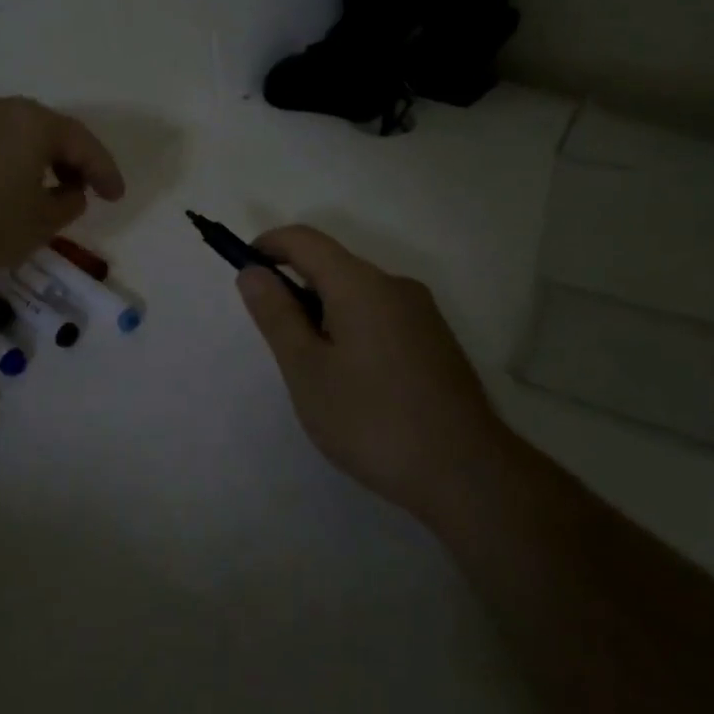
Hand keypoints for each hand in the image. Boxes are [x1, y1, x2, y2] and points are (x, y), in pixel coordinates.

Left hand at [0, 95, 124, 277]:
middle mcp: (0, 107)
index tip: (116, 197)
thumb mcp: (36, 225)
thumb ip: (66, 206)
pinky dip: (0, 164)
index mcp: (34, 122)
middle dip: (68, 162)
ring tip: (36, 193)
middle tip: (78, 191)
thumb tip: (71, 191)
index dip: (105, 172)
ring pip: (12, 136)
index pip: (83, 143)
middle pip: (47, 132)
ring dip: (32, 162)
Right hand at [237, 226, 500, 521]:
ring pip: (357, 294)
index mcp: (361, 284)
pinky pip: (381, 316)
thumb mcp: (307, 370)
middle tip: (282, 347)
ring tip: (318, 374)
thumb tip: (253, 271)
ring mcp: (422, 313)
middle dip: (296, 290)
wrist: (467, 474)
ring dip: (325, 314)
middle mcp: (395, 286)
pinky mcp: (436, 341)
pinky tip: (356, 384)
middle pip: (332, 266)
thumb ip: (277, 315)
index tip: (246, 275)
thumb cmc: (372, 419)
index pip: (305, 239)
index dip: (268, 246)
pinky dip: (353, 330)